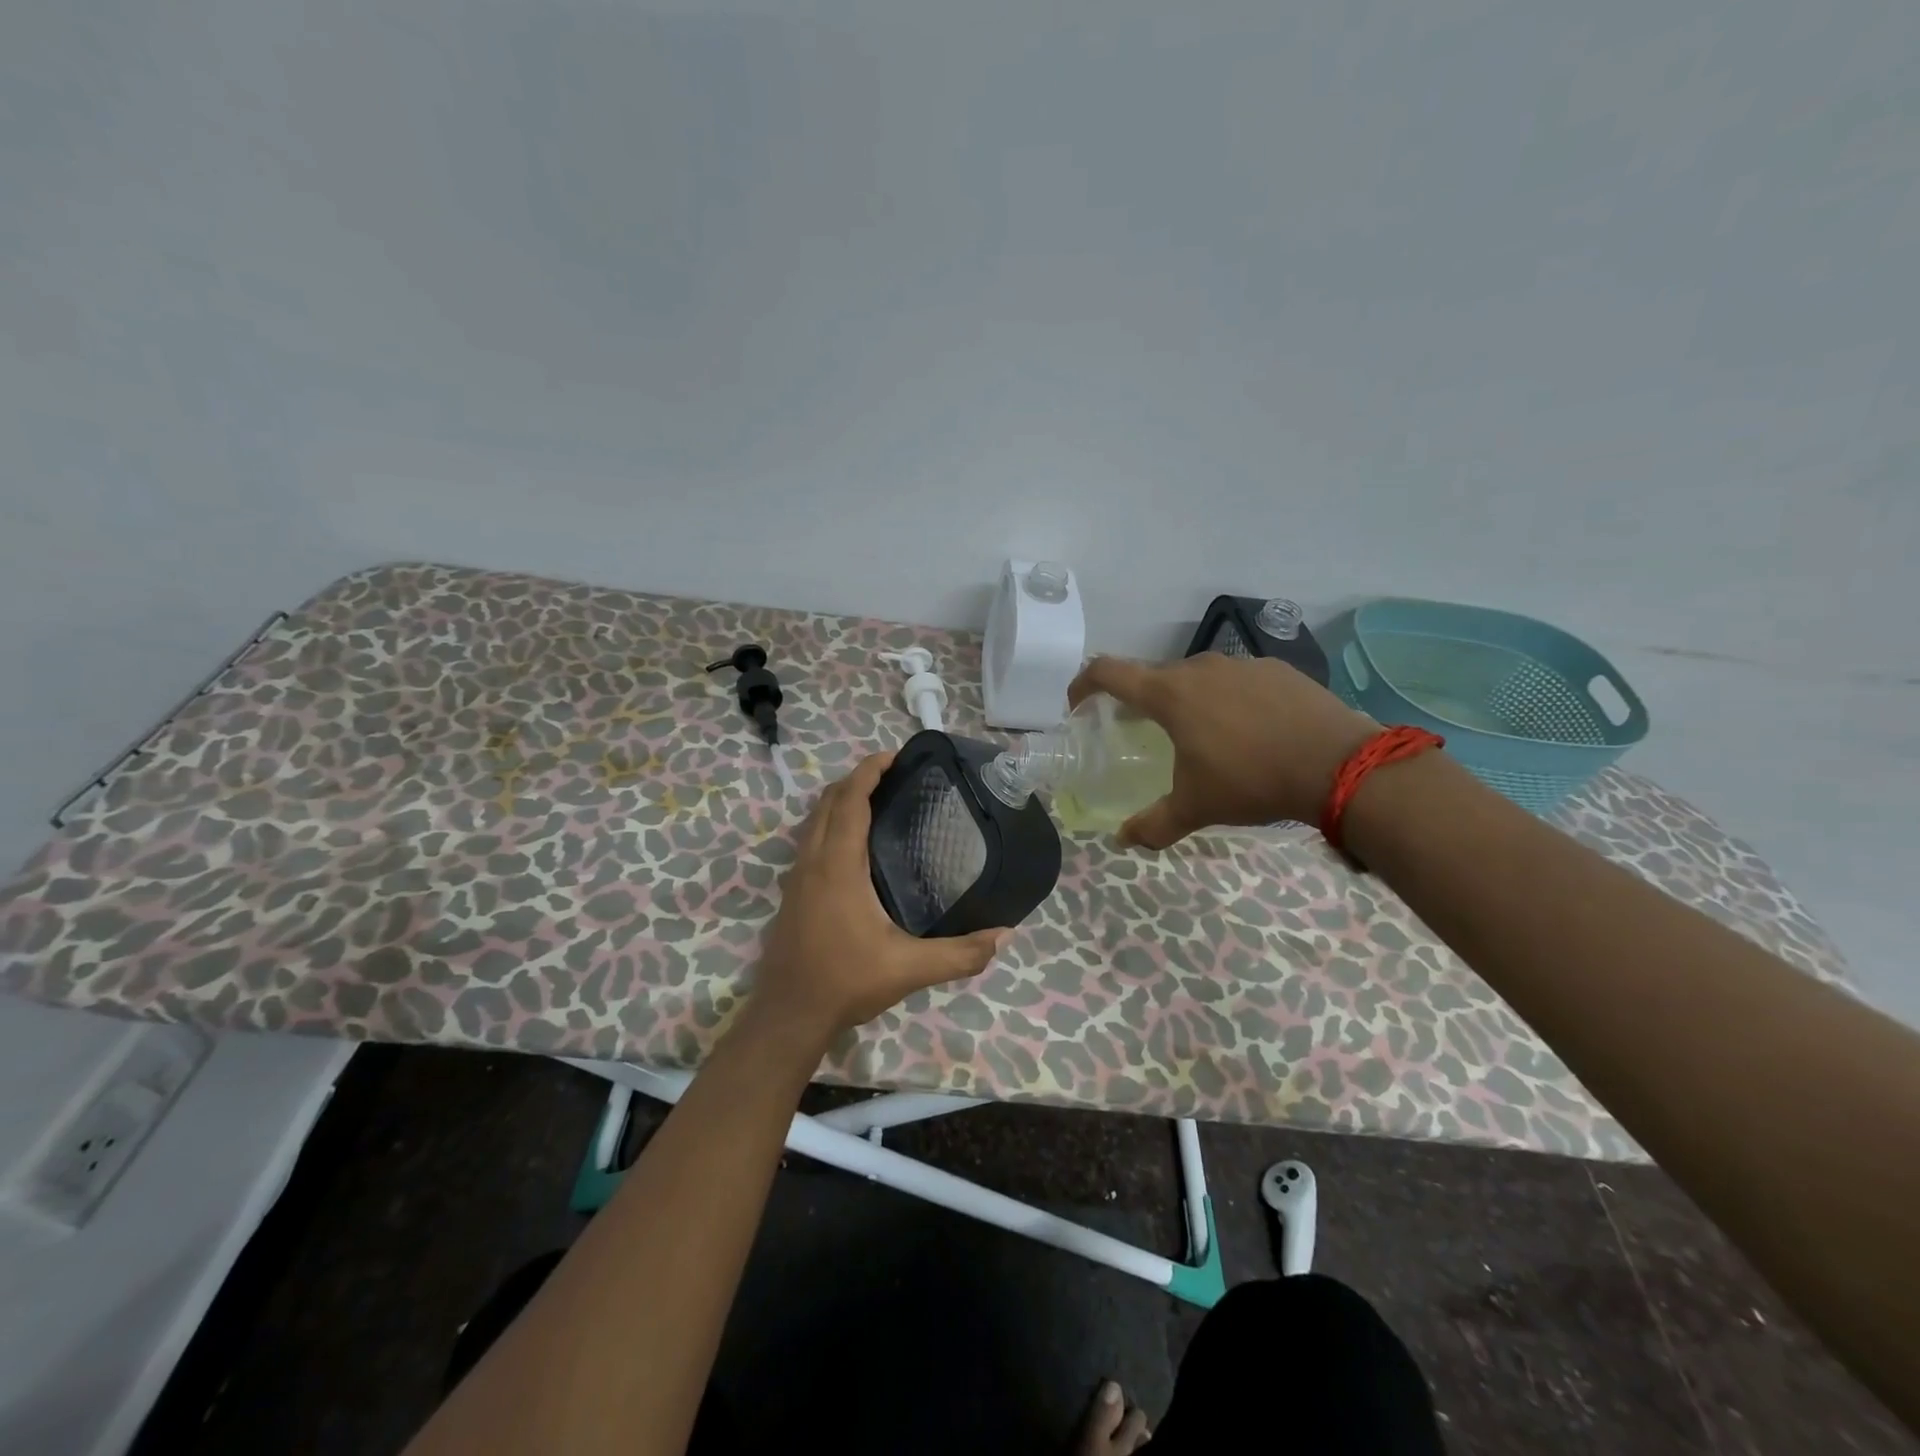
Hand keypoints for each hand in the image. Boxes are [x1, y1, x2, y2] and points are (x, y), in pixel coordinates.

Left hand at [754, 751, 1010, 1034]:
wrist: (788, 1015)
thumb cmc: (845, 982)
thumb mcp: (909, 969)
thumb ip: (959, 954)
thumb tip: (1005, 936)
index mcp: (838, 865)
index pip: (849, 800)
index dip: (869, 771)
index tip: (896, 756)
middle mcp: (812, 861)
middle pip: (829, 800)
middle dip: (857, 778)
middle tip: (894, 775)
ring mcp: (797, 876)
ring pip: (814, 818)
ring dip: (841, 799)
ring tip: (877, 799)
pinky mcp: (792, 892)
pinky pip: (810, 838)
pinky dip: (830, 822)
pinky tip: (855, 843)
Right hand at [1068, 654, 1378, 848]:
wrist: (1339, 765)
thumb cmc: (1251, 781)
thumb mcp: (1196, 807)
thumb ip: (1154, 824)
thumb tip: (1123, 841)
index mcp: (1170, 694)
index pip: (1109, 671)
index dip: (1084, 683)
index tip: (1077, 704)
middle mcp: (1200, 668)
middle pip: (1154, 676)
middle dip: (1140, 700)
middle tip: (1142, 730)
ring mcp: (1242, 664)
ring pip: (1198, 677)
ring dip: (1187, 699)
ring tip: (1201, 734)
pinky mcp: (1278, 669)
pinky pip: (1237, 680)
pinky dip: (1228, 699)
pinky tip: (1248, 729)